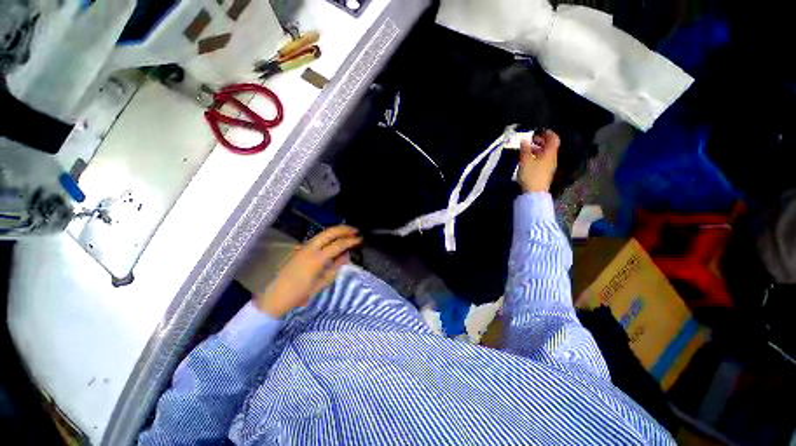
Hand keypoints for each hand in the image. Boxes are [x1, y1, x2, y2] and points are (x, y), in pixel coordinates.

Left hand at [254, 226, 361, 317]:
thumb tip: (345, 256)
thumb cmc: (300, 294)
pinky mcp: (300, 250)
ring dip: (336, 231)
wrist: (275, 297)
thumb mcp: (322, 284)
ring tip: (347, 232)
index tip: (360, 239)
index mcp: (317, 259)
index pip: (338, 245)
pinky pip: (317, 239)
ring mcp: (303, 248)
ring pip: (322, 233)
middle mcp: (310, 249)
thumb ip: (336, 268)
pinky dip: (328, 236)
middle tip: (355, 230)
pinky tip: (334, 240)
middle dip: (343, 229)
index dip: (350, 241)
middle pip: (329, 233)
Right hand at [518, 129, 559, 192]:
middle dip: (541, 140)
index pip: (553, 138)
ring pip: (545, 153)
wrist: (534, 193)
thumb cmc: (531, 174)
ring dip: (537, 149)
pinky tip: (528, 159)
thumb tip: (525, 139)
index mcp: (550, 153)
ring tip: (527, 149)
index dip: (548, 133)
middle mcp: (552, 158)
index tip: (539, 130)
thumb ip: (525, 149)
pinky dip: (536, 156)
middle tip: (531, 139)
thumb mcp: (525, 160)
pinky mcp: (544, 172)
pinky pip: (542, 160)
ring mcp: (549, 166)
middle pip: (549, 146)